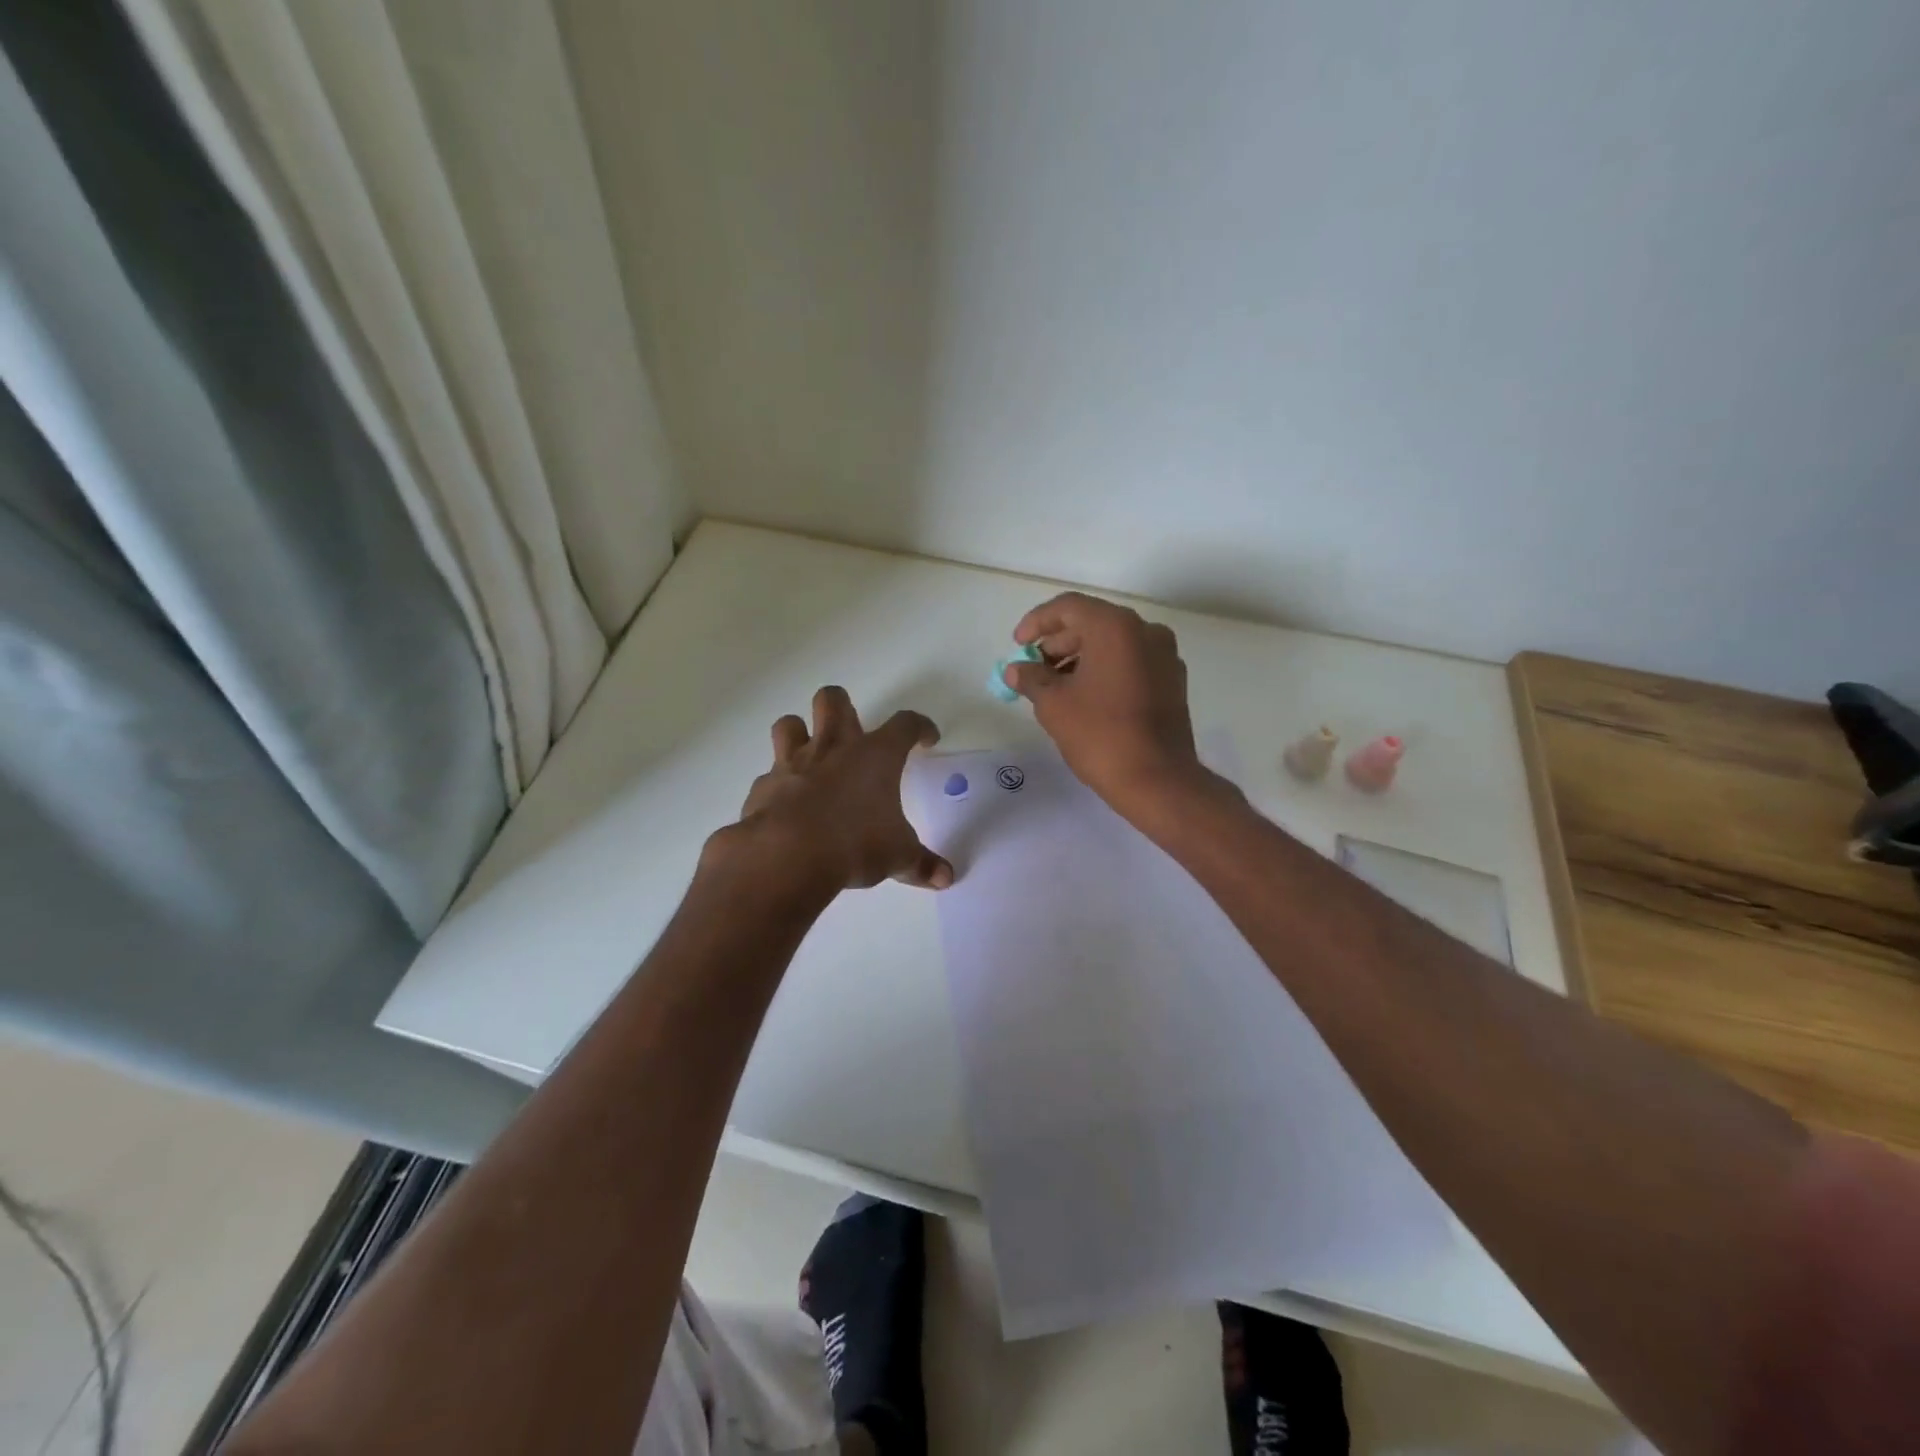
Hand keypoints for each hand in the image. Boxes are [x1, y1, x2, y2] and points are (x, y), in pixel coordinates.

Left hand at [709, 685, 953, 899]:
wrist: (787, 855)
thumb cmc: (855, 845)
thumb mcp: (898, 857)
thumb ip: (921, 864)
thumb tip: (946, 878)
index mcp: (875, 755)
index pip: (905, 724)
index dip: (919, 727)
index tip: (926, 738)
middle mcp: (833, 747)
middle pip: (833, 700)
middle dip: (844, 706)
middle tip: (854, 731)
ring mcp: (793, 763)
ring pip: (790, 723)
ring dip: (800, 732)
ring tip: (812, 753)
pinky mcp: (764, 787)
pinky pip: (771, 774)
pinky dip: (780, 783)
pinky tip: (788, 803)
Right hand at [1003, 592, 1205, 811]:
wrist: (1157, 780)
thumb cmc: (1100, 735)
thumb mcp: (1054, 705)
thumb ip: (1031, 679)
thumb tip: (1016, 670)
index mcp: (1115, 627)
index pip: (1068, 607)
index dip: (1037, 622)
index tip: (1018, 645)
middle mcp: (1145, 631)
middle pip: (1092, 623)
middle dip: (1058, 643)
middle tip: (1033, 669)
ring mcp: (1164, 656)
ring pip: (1113, 644)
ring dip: (1080, 658)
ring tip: (1054, 687)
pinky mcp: (1172, 681)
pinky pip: (1131, 662)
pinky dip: (1105, 670)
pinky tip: (1085, 697)